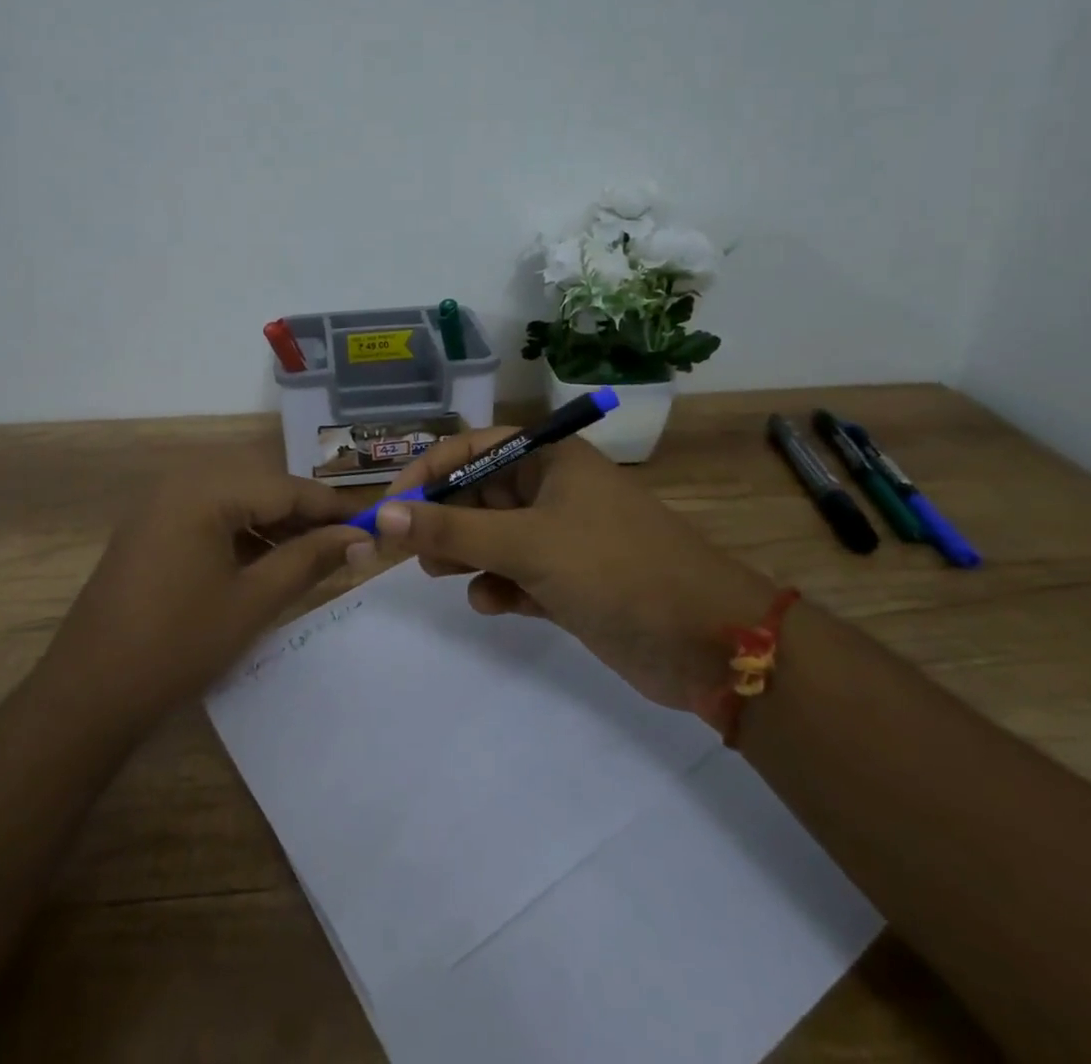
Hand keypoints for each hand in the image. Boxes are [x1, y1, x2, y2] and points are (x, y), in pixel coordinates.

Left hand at [43, 473, 364, 729]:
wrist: (88, 694)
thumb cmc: (178, 646)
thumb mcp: (254, 602)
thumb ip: (309, 560)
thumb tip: (359, 538)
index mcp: (205, 489)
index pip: (286, 487)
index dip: (332, 507)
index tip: (372, 524)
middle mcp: (181, 481)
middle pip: (261, 485)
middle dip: (304, 514)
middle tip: (344, 544)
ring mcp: (160, 502)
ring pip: (235, 498)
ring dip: (274, 523)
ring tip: (310, 556)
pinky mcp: (151, 526)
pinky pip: (209, 514)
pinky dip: (242, 532)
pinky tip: (264, 561)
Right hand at [358, 429, 775, 713]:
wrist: (709, 642)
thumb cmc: (615, 569)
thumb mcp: (526, 544)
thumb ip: (451, 531)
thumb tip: (381, 516)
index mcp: (550, 459)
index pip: (471, 448)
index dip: (426, 474)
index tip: (389, 509)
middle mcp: (553, 490)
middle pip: (477, 493)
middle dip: (443, 521)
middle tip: (412, 553)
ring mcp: (562, 536)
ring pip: (492, 536)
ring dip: (466, 555)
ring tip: (448, 578)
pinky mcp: (569, 580)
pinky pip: (515, 573)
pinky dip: (499, 586)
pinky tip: (495, 605)